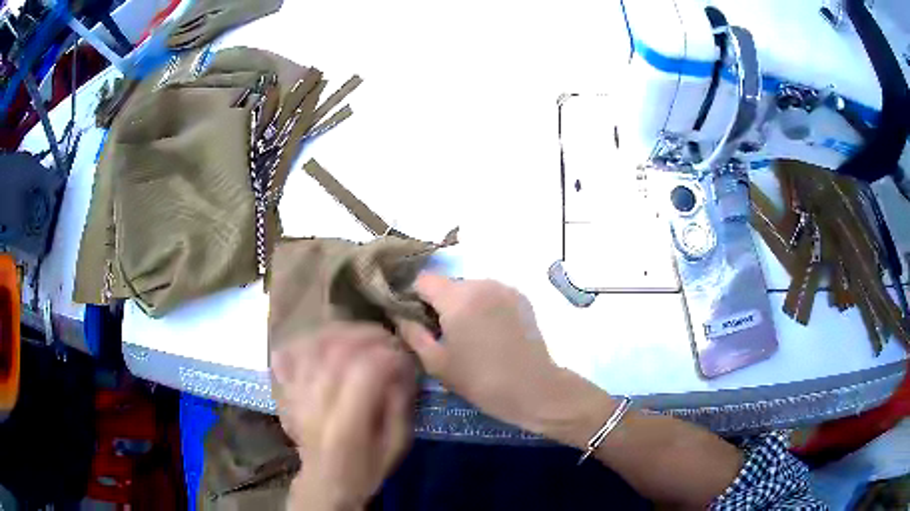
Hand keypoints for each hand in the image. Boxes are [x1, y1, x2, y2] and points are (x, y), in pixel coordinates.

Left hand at [271, 323, 416, 510]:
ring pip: (312, 346)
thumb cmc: (366, 469)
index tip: (403, 355)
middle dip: (367, 336)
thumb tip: (402, 368)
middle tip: (387, 338)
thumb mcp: (396, 446)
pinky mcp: (285, 392)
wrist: (326, 482)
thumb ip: (401, 406)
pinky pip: (289, 353)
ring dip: (340, 332)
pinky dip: (307, 340)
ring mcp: (295, 395)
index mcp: (346, 425)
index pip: (364, 372)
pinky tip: (325, 339)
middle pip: (336, 351)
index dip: (387, 355)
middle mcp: (316, 405)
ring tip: (361, 334)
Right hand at [398, 274, 615, 448]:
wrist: (533, 388)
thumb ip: (412, 333)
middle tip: (442, 334)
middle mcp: (482, 282)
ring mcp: (505, 288)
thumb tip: (399, 315)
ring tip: (470, 336)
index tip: (415, 319)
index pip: (423, 279)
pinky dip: (484, 307)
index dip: (413, 297)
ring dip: (463, 305)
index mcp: (458, 297)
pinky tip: (490, 334)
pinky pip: (491, 294)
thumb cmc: (479, 380)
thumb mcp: (436, 362)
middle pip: (448, 284)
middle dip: (440, 303)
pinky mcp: (521, 298)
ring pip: (470, 289)